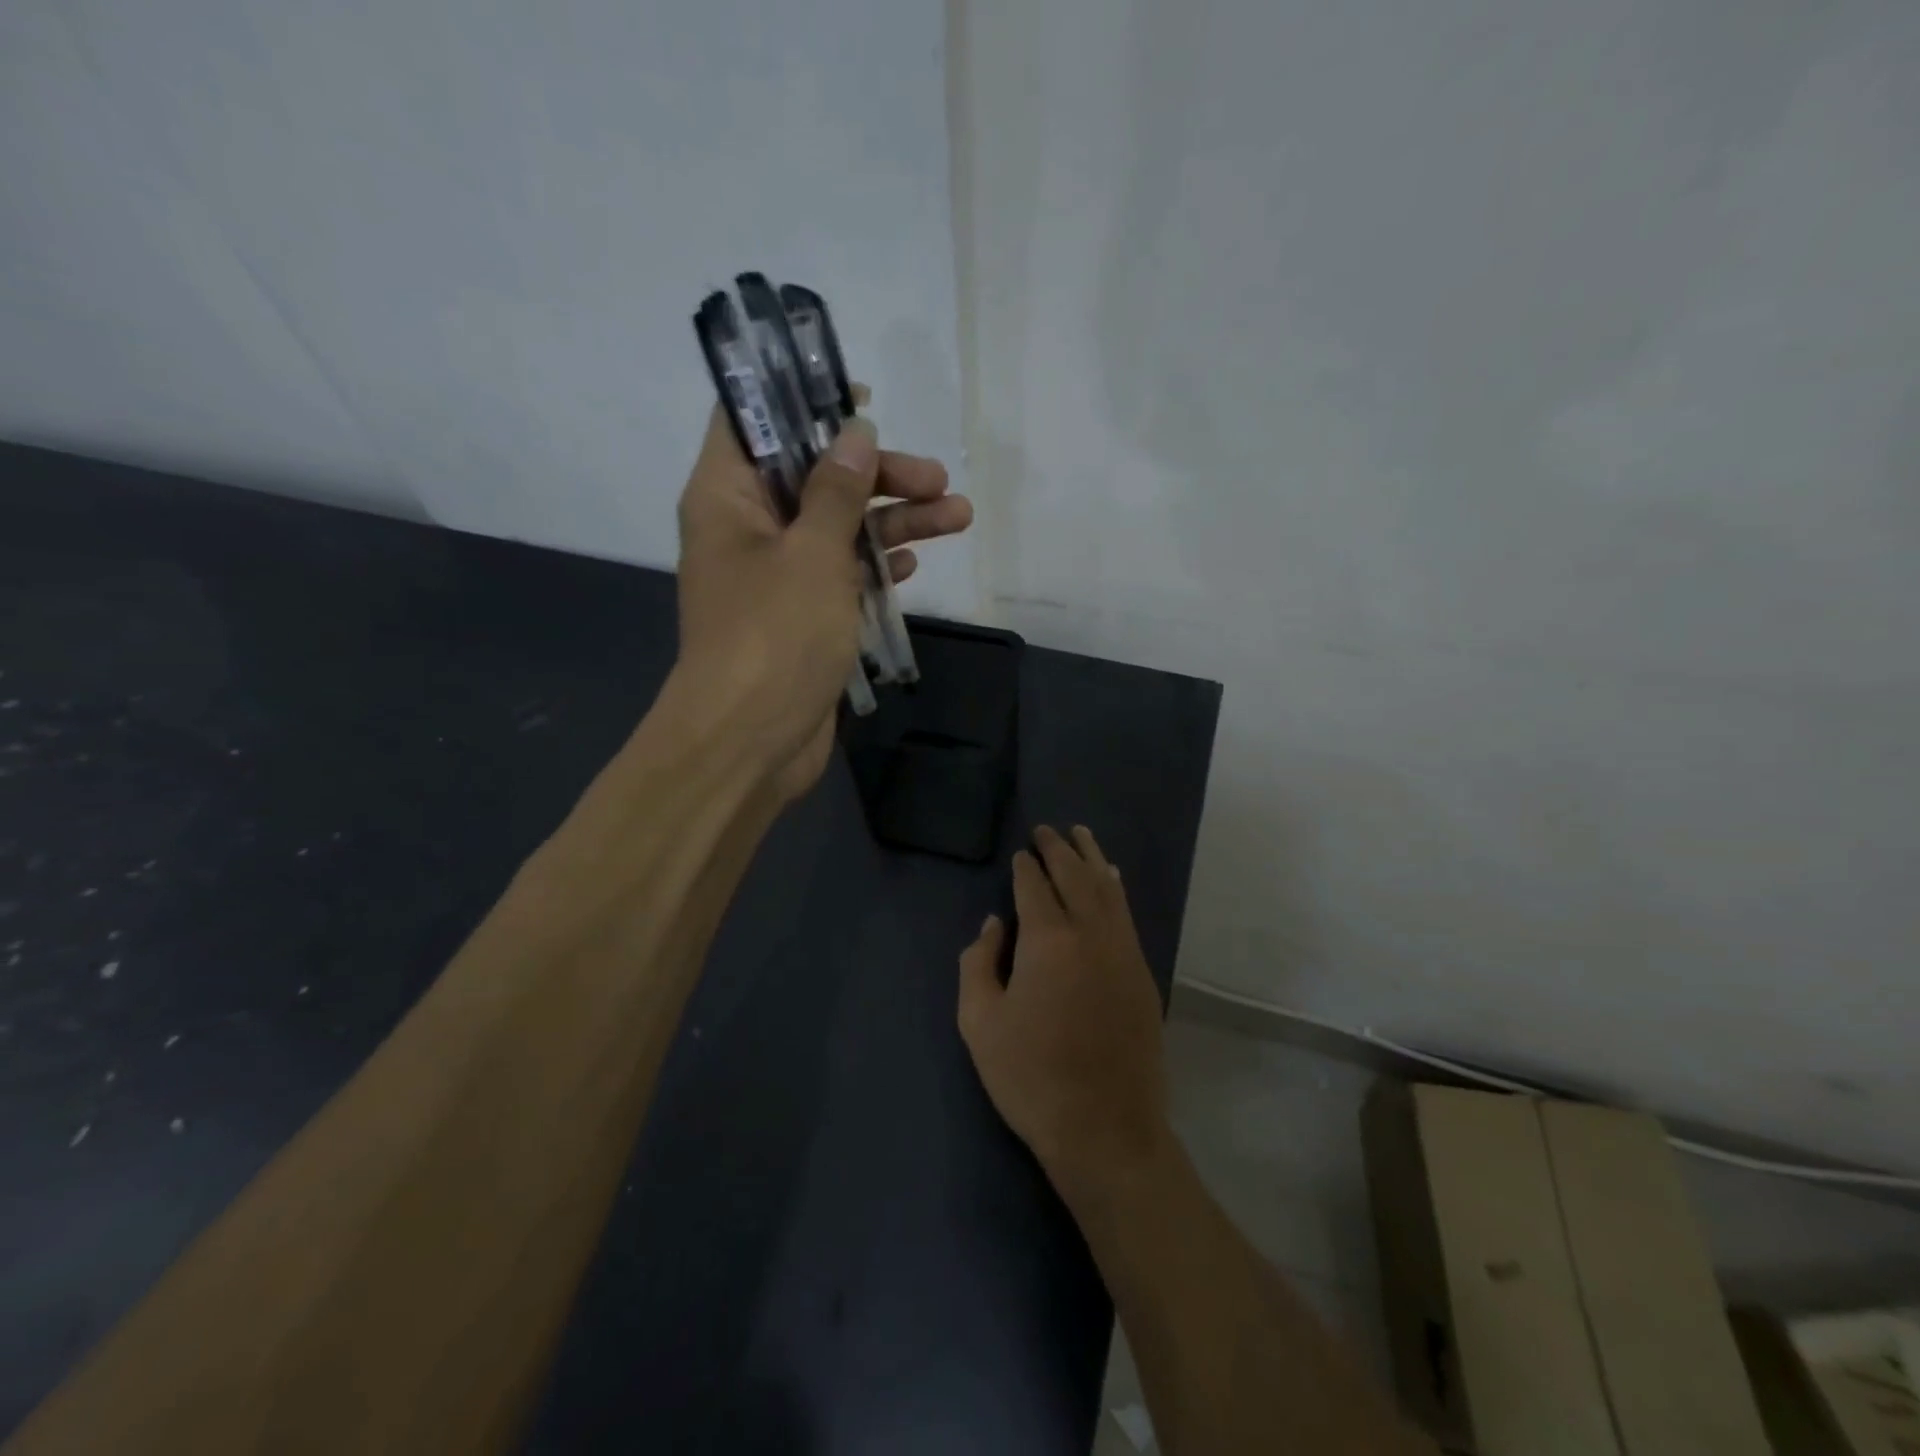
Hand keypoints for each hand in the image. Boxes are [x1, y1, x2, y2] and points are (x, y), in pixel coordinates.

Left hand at [673, 402, 970, 800]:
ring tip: (958, 515)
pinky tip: (915, 565)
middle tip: (937, 476)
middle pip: (814, 476)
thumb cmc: (773, 636)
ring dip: (895, 521)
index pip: (751, 421)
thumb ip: (836, 490)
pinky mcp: (803, 617)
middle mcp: (748, 530)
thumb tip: (854, 434)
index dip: (800, 398)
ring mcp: (777, 577)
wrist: (750, 741)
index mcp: (727, 498)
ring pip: (839, 529)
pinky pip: (842, 575)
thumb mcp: (811, 553)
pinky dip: (877, 566)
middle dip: (878, 474)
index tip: (857, 397)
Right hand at [957, 826, 1169, 1197]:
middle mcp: (1090, 933)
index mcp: (1048, 940)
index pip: (1034, 886)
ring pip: (1107, 888)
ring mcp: (1122, 951)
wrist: (1106, 1129)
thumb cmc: (1032, 1077)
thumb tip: (993, 925)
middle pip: (1074, 876)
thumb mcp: (980, 1023)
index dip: (1025, 866)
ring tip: (1080, 834)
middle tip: (1047, 829)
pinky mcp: (1141, 972)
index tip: (1020, 852)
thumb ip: (978, 964)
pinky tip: (1111, 878)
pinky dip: (1115, 888)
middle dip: (1058, 848)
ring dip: (1091, 857)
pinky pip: (1126, 914)